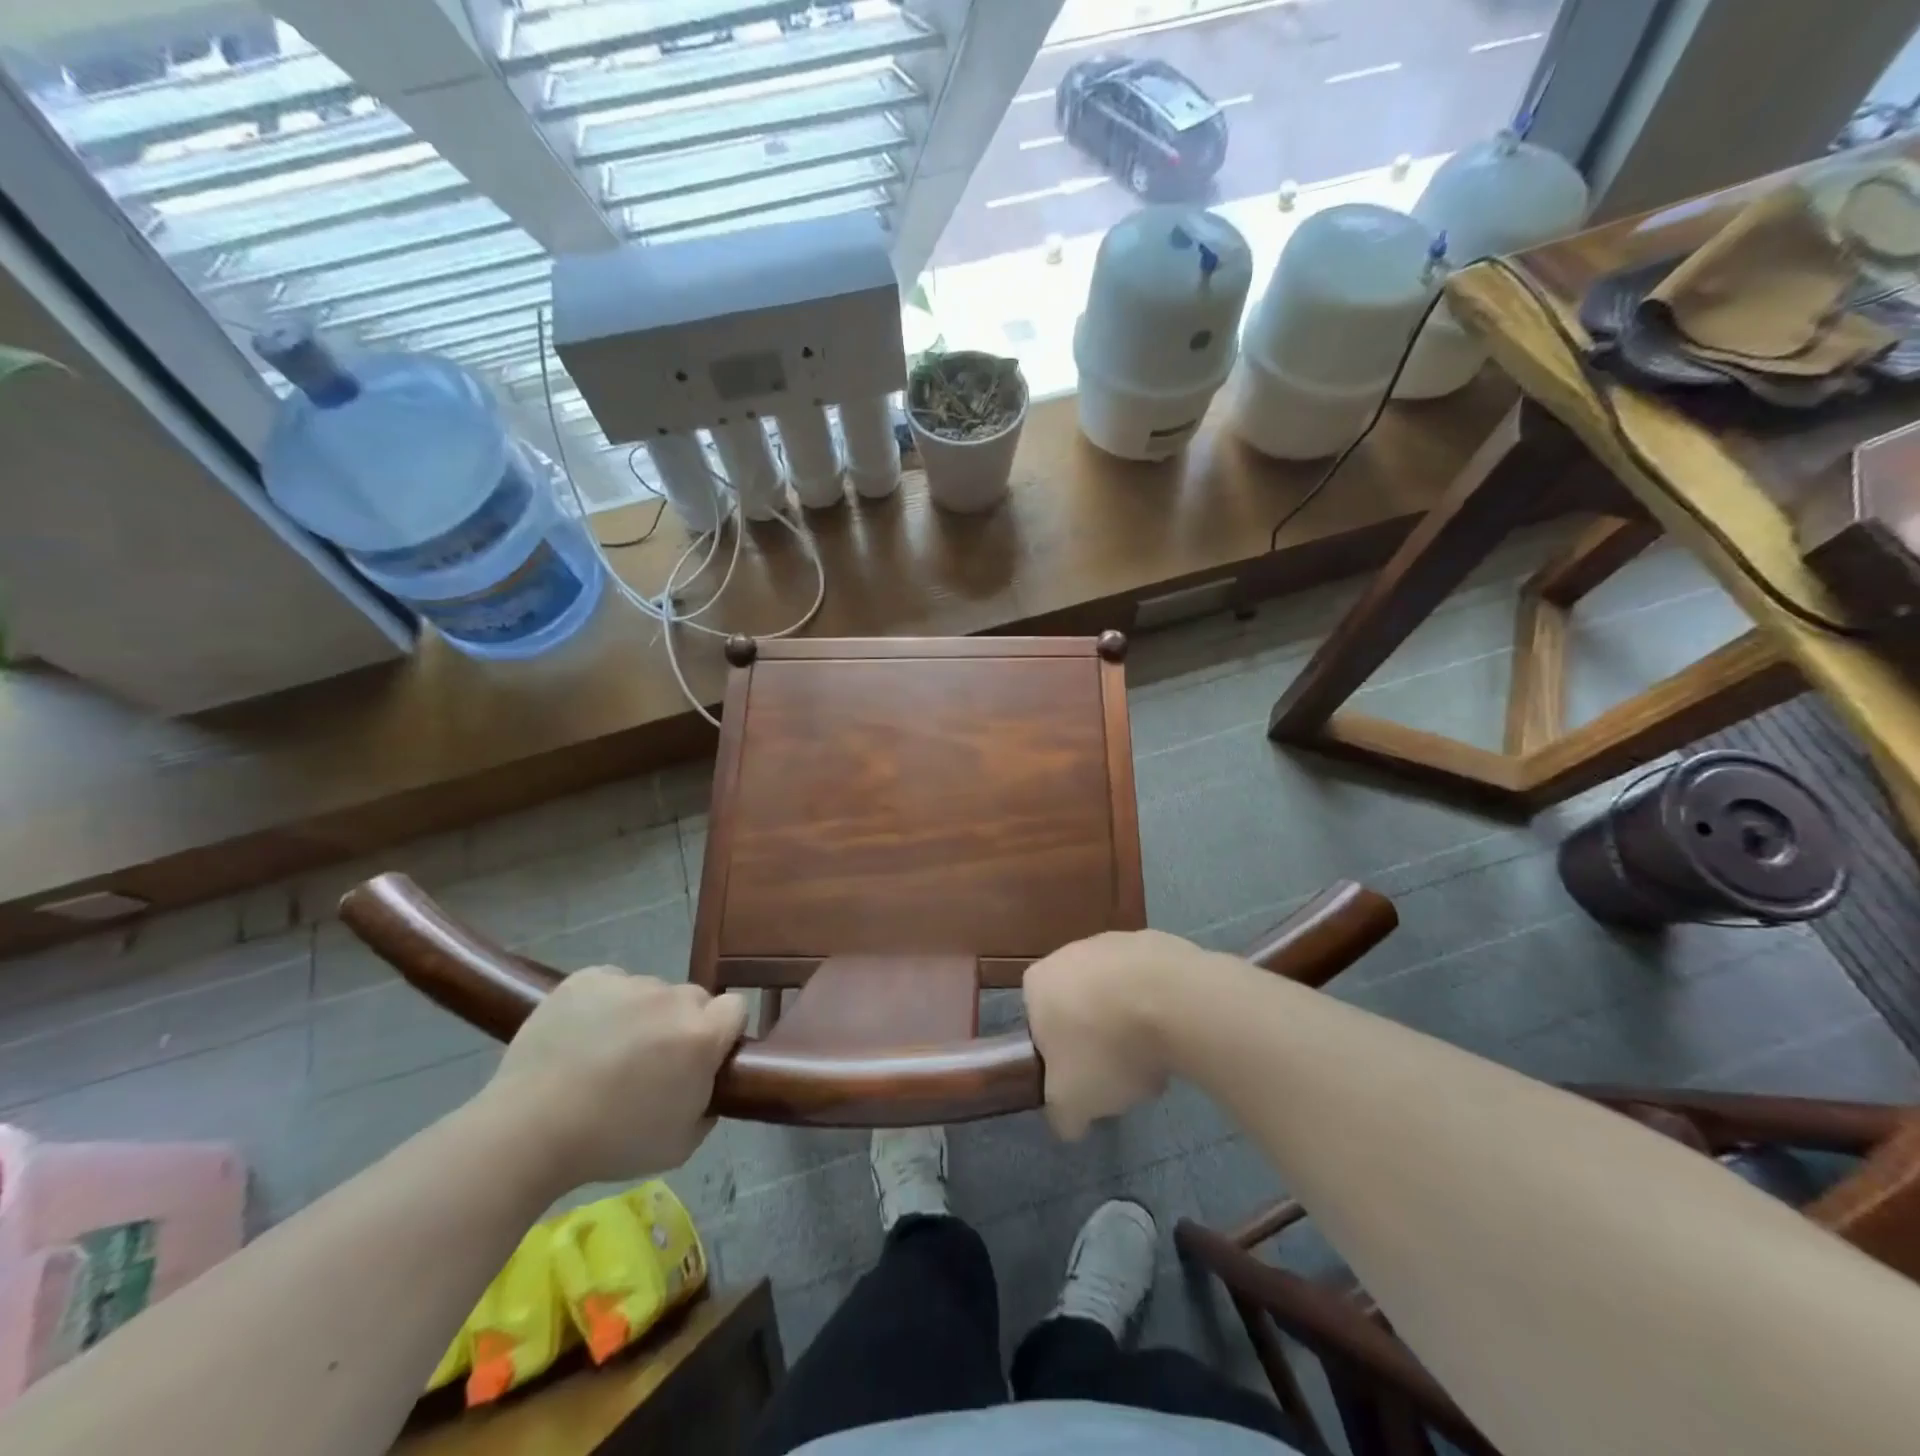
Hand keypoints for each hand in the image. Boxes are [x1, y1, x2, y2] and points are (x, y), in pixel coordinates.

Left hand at [477, 969, 747, 1188]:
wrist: (527, 1131)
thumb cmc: (611, 1143)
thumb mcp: (682, 1142)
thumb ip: (709, 1103)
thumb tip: (707, 1082)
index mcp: (701, 1035)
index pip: (736, 1009)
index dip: (723, 1032)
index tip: (702, 1059)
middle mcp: (672, 998)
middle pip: (693, 999)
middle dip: (681, 1024)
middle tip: (651, 1062)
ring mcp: (629, 983)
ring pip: (651, 992)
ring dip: (642, 1015)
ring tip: (606, 1053)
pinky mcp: (588, 978)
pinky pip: (612, 984)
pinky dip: (606, 1004)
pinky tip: (583, 1036)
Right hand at [1024, 929, 1205, 1139]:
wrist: (1174, 1001)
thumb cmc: (1106, 1048)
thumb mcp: (1072, 1101)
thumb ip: (1062, 1115)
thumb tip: (1069, 1122)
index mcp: (1038, 983)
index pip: (1038, 1024)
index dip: (1060, 1056)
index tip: (1083, 1079)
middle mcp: (1070, 952)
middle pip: (1080, 1006)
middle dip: (1098, 1039)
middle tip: (1119, 1072)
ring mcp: (1115, 942)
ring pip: (1117, 994)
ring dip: (1131, 1023)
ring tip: (1156, 1057)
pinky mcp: (1157, 942)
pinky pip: (1152, 983)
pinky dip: (1161, 1005)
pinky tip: (1178, 1031)